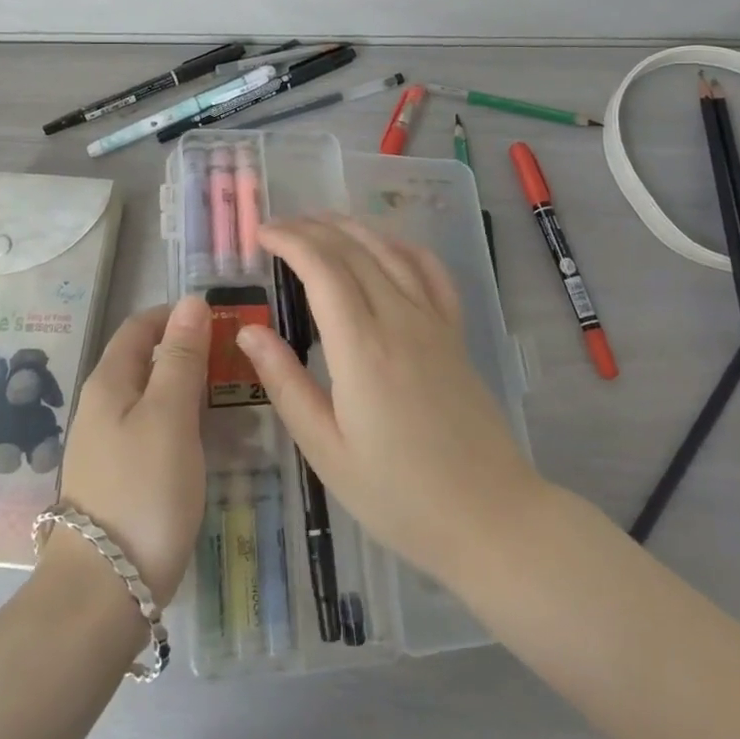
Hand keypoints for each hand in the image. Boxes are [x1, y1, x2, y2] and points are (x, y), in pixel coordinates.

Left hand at [47, 294, 209, 602]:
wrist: (104, 591)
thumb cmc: (143, 490)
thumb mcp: (170, 415)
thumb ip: (181, 356)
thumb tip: (191, 300)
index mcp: (109, 382)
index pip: (140, 326)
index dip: (177, 316)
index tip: (221, 321)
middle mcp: (101, 405)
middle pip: (145, 360)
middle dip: (188, 352)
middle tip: (236, 362)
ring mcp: (107, 444)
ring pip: (151, 398)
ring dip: (189, 390)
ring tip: (233, 400)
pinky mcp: (119, 478)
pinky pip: (153, 432)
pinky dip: (182, 425)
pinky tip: (208, 443)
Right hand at [235, 215, 542, 585]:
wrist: (490, 517)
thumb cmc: (398, 495)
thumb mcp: (327, 450)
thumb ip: (286, 383)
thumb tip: (249, 331)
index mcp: (362, 348)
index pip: (322, 269)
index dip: (290, 240)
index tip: (261, 233)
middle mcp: (399, 320)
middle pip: (353, 251)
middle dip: (311, 228)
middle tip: (278, 226)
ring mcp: (433, 322)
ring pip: (389, 251)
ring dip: (351, 227)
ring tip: (319, 221)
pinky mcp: (455, 333)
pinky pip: (430, 272)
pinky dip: (402, 245)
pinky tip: (386, 243)